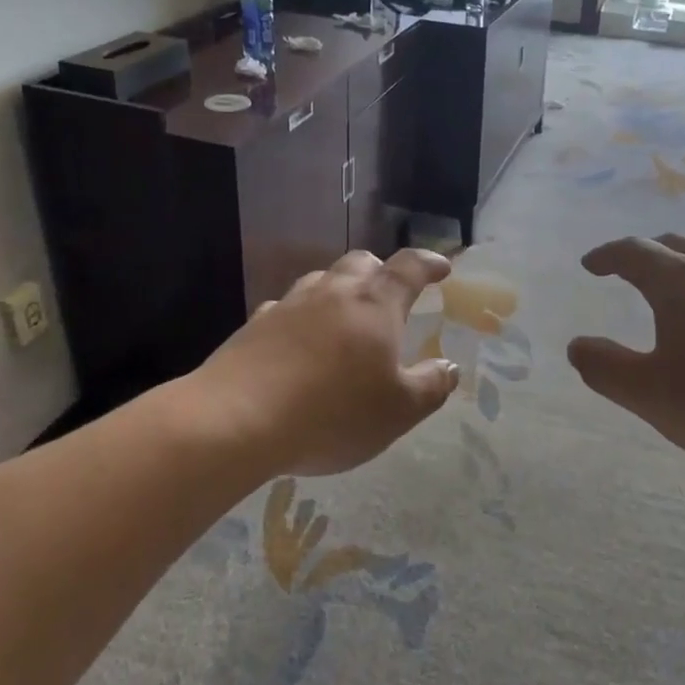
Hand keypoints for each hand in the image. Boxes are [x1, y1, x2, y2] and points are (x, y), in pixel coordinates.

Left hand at [185, 249, 459, 476]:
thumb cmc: (332, 413)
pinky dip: (302, 318)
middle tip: (390, 296)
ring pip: (321, 281)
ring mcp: (290, 305)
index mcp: (375, 304)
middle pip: (361, 263)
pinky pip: (287, 310)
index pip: (409, 268)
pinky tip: (298, 345)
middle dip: (381, 272)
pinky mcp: (254, 326)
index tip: (442, 268)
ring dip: (339, 292)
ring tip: (345, 321)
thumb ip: (431, 386)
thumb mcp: (399, 411)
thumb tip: (449, 367)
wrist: (236, 420)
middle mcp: (333, 293)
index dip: (429, 263)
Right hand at [567, 234, 684, 470]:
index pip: (634, 253)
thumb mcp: (652, 395)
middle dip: (648, 254)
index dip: (607, 256)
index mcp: (680, 284)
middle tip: (629, 269)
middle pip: (678, 247)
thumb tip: (577, 346)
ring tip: (677, 304)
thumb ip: (607, 369)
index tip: (590, 264)